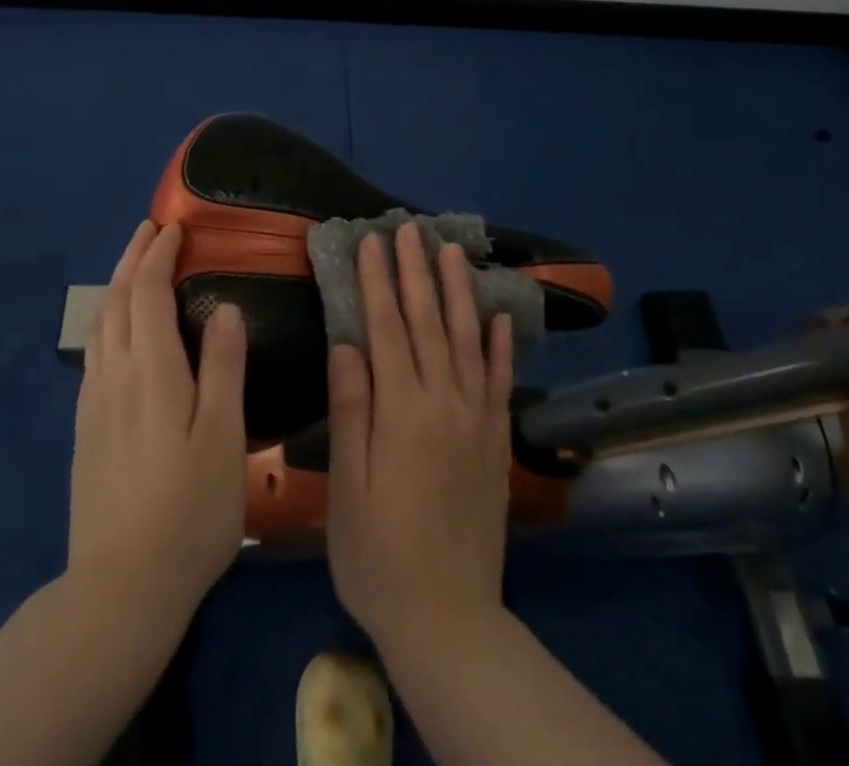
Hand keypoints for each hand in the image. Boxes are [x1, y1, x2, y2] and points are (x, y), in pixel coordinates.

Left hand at [68, 221, 247, 620]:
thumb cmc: (189, 510)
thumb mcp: (224, 438)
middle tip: (150, 230)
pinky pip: (94, 352)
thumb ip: (223, 368)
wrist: (121, 588)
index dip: (159, 254)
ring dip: (117, 285)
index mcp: (151, 370)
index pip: (147, 291)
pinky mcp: (86, 430)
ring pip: (100, 324)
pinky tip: (119, 333)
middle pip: (116, 299)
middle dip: (132, 257)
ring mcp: (94, 403)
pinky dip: (108, 319)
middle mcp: (114, 375)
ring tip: (135, 267)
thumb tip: (226, 308)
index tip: (175, 228)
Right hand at [325, 223, 515, 651]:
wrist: (449, 619)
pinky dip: (501, 345)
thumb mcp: (348, 486)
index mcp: (402, 411)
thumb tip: (347, 343)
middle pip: (428, 322)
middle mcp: (444, 403)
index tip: (372, 241)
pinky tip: (500, 316)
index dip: (377, 282)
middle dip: (416, 272)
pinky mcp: (496, 441)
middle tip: (409, 229)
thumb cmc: (379, 554)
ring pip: (468, 340)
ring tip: (452, 251)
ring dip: (458, 292)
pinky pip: (501, 381)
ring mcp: (476, 420)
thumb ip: (351, 410)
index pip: (386, 328)